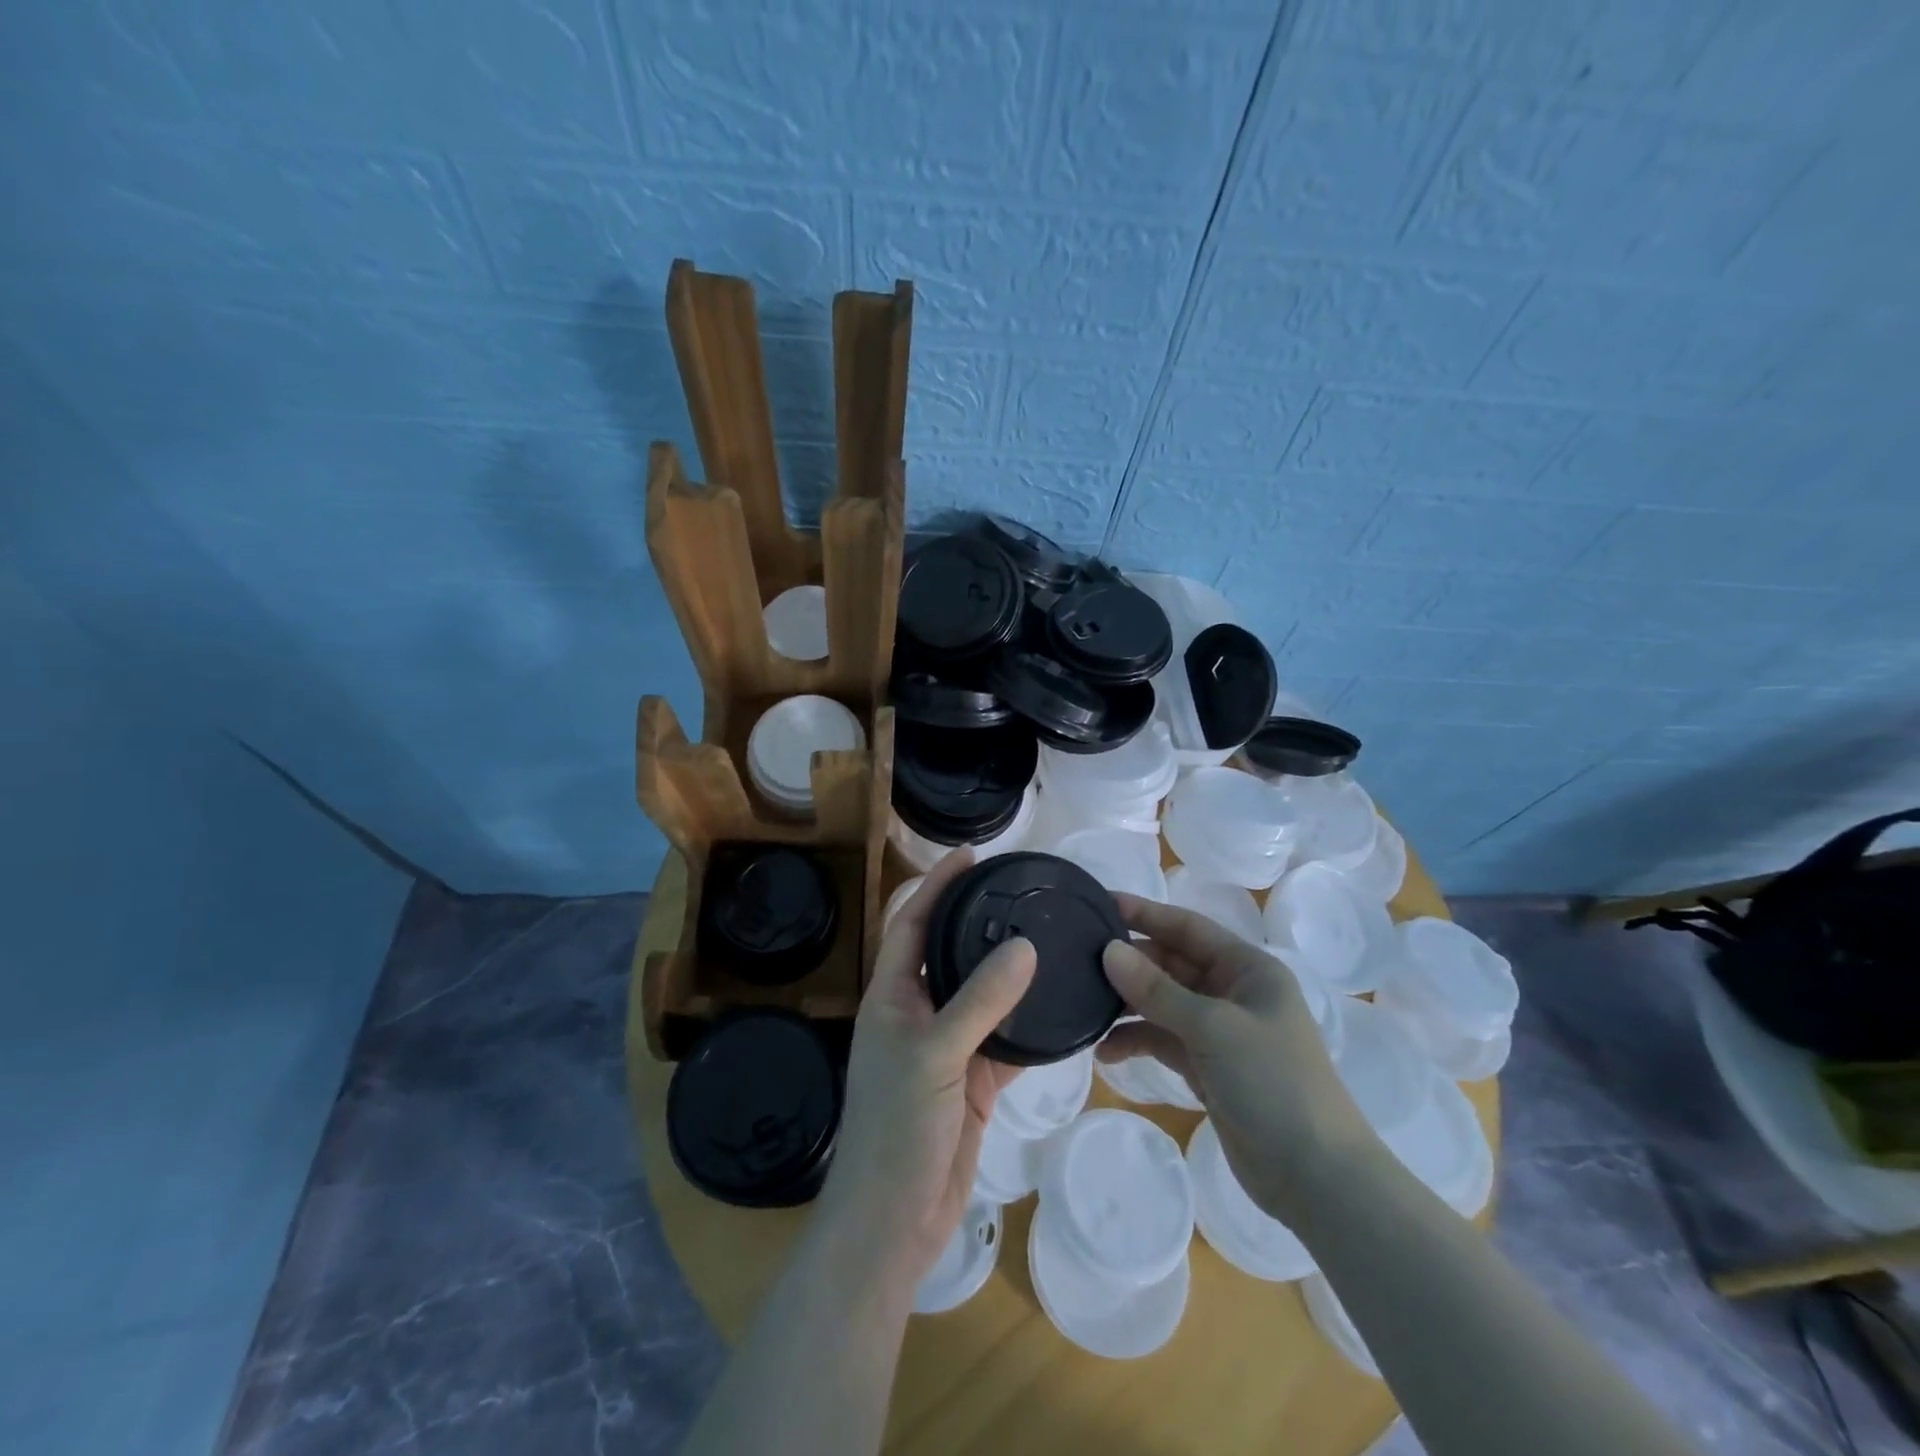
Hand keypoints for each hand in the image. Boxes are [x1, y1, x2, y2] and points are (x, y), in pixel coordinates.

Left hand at [817, 850, 1036, 1285]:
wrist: (893, 1223)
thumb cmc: (897, 1129)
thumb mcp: (936, 1055)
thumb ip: (980, 1000)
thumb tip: (1025, 945)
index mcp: (891, 997)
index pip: (913, 923)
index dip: (938, 886)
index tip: (972, 856)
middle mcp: (916, 1014)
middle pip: (949, 954)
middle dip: (978, 922)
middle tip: (1020, 893)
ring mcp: (946, 1049)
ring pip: (981, 997)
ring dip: (1008, 973)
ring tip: (1047, 937)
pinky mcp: (972, 1083)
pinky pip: (1004, 1041)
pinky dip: (1028, 1026)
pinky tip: (1058, 1006)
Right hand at [1098, 895, 1372, 1224]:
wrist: (1317, 1177)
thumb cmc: (1273, 1083)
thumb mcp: (1214, 1029)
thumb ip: (1157, 990)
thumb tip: (1108, 950)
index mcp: (1248, 969)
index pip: (1188, 927)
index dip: (1145, 913)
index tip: (1100, 903)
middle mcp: (1233, 992)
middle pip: (1171, 963)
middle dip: (1130, 962)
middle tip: (1079, 958)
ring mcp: (1219, 1032)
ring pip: (1163, 1003)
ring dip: (1128, 1004)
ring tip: (1086, 1005)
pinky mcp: (1207, 1067)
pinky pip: (1163, 1040)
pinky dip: (1136, 1042)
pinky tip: (1106, 1052)